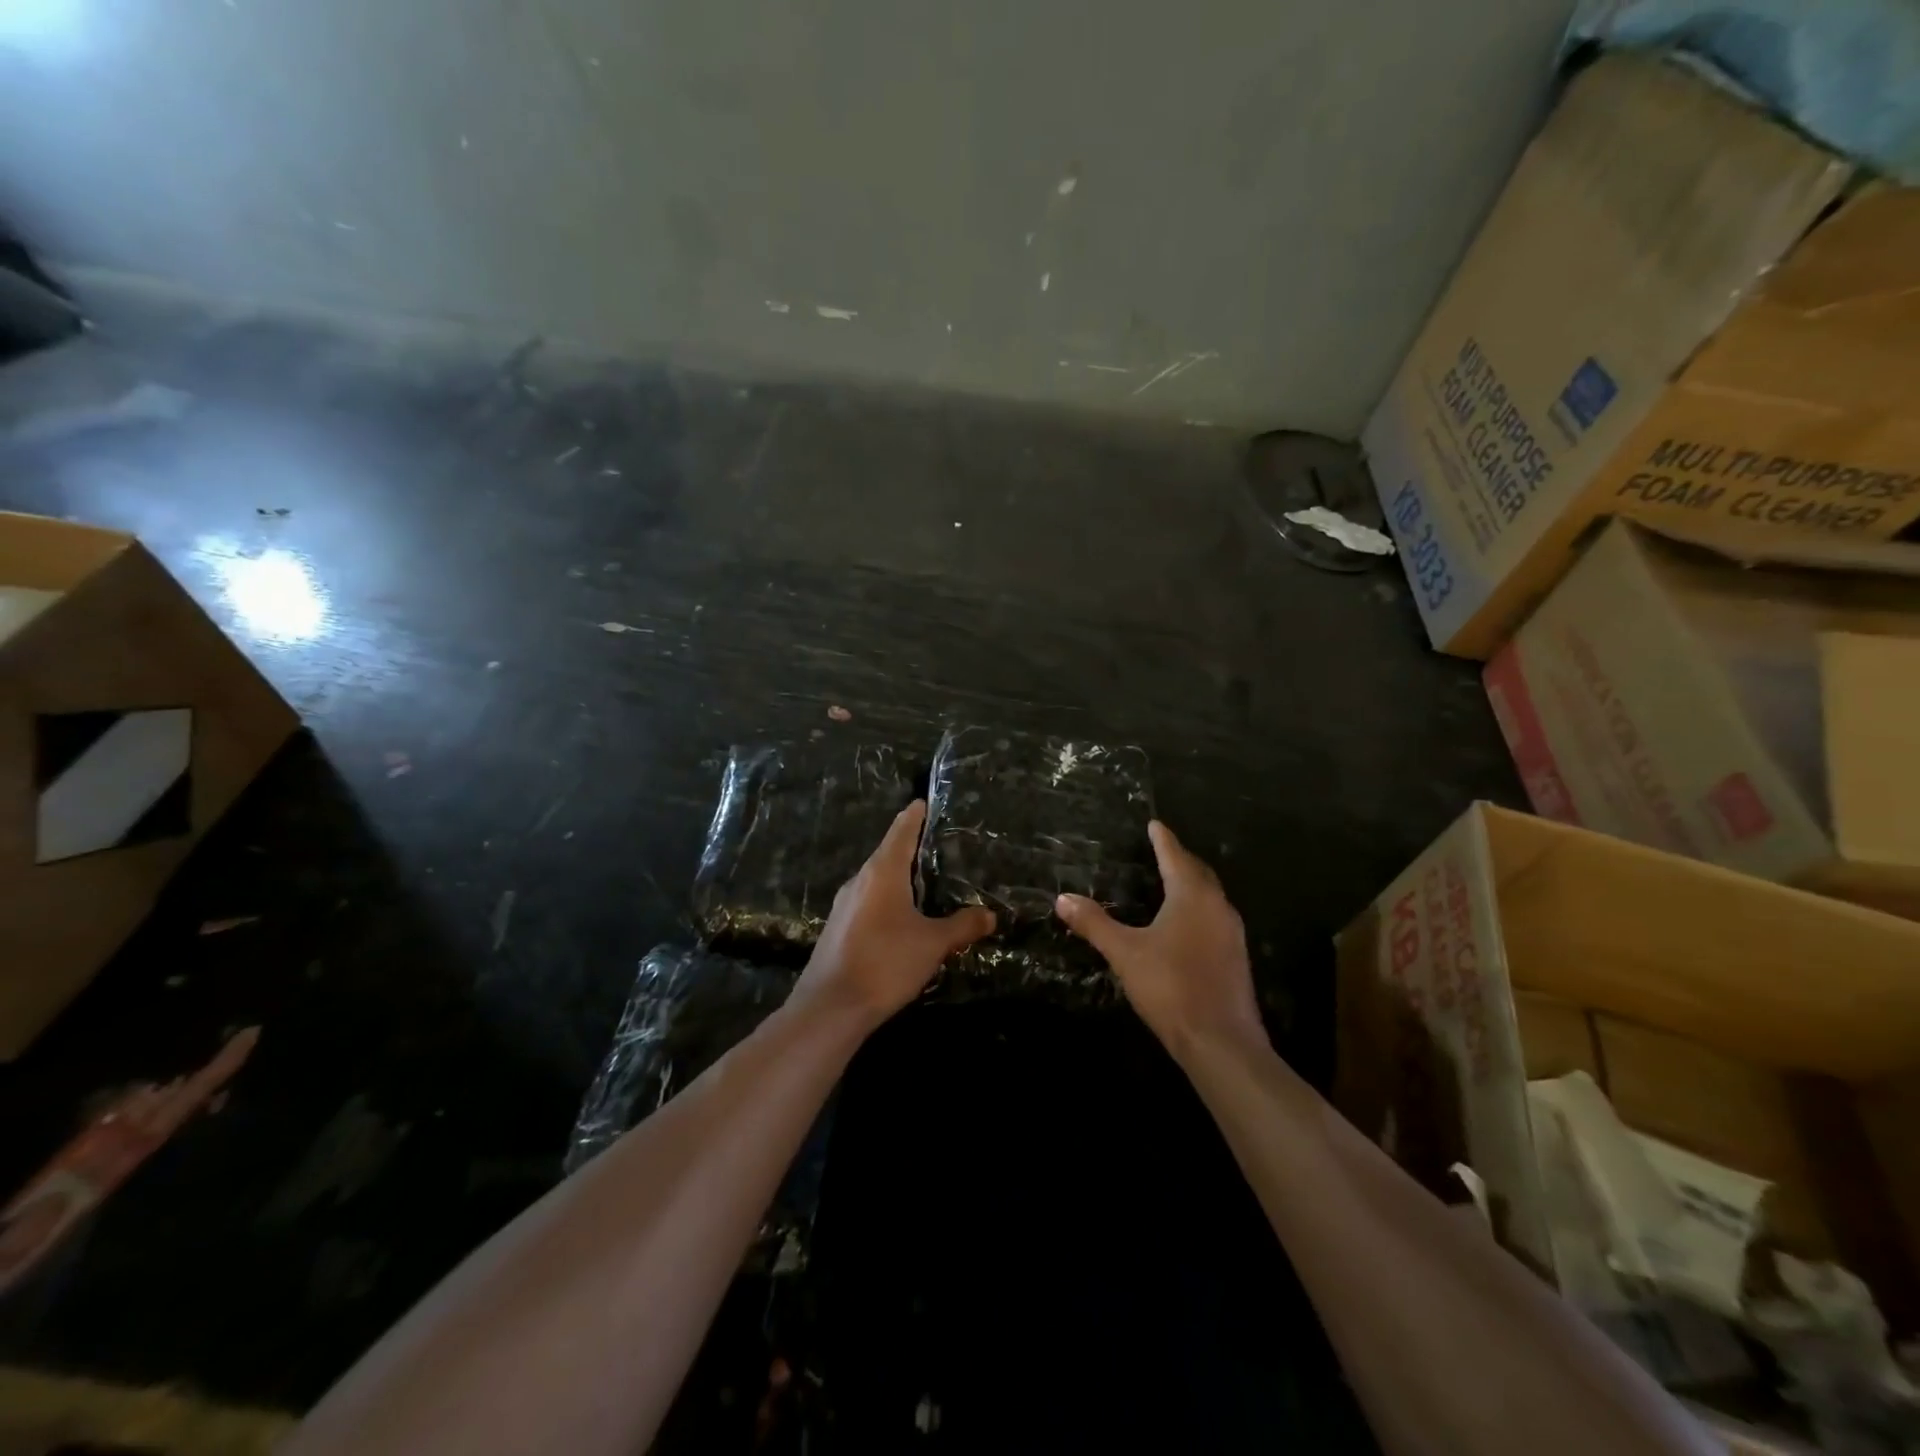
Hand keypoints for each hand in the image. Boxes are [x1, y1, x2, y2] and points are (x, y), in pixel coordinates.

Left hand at [795, 800, 994, 1025]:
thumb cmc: (885, 962)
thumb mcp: (933, 943)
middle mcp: (860, 880)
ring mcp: (845, 905)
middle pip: (888, 854)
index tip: (924, 802)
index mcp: (882, 872)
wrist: (830, 1008)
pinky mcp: (839, 929)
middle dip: (912, 849)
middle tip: (940, 847)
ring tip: (928, 884)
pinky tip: (904, 920)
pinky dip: (889, 901)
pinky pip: (869, 903)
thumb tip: (989, 915)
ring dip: (900, 879)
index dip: (915, 815)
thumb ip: (962, 926)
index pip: (901, 831)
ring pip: (878, 881)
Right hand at [1055, 820, 1263, 1059]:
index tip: (1154, 824)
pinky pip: (1215, 918)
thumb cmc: (1170, 986)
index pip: (1174, 856)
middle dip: (1180, 858)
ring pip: (1210, 896)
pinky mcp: (1236, 958)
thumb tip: (1062, 898)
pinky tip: (1186, 924)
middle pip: (1198, 872)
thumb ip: (1094, 923)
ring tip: (1171, 882)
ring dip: (1192, 883)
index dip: (1162, 839)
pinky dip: (1198, 908)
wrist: (1220, 1041)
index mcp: (1192, 896)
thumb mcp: (1124, 952)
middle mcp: (1217, 906)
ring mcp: (1232, 933)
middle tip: (1161, 850)